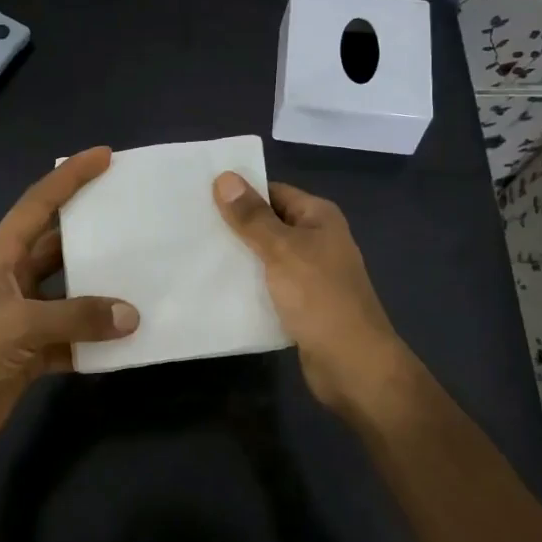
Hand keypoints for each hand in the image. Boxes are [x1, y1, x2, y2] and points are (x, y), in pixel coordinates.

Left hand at [0, 147, 139, 461]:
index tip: (104, 156)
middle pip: (59, 245)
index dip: (70, 177)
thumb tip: (131, 315)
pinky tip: (127, 338)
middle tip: (136, 215)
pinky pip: (72, 337)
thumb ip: (76, 316)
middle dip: (94, 230)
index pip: (39, 203)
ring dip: (101, 289)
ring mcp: (23, 317)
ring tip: (144, 274)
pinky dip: (96, 338)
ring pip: (71, 292)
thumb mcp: (18, 324)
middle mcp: (13, 279)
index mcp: (1, 256)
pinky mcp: (31, 352)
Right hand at [214, 173, 413, 417]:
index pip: (273, 191)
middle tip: (189, 225)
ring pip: (266, 256)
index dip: (240, 192)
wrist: (352, 365)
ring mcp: (311, 274)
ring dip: (238, 258)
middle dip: (234, 226)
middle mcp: (317, 240)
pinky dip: (248, 285)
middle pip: (268, 223)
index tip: (199, 195)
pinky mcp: (302, 304)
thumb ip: (252, 217)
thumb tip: (224, 177)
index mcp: (319, 217)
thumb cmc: (320, 298)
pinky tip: (216, 288)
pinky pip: (269, 285)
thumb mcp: (282, 250)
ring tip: (195, 254)